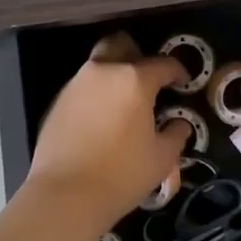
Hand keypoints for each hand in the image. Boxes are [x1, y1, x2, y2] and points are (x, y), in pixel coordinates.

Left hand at [28, 32, 190, 234]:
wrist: (64, 195)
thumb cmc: (121, 174)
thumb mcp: (161, 158)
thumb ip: (175, 134)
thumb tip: (179, 123)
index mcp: (134, 80)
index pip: (162, 64)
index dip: (177, 71)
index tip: (183, 82)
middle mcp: (103, 72)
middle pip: (121, 45)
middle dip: (137, 54)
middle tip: (148, 78)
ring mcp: (76, 84)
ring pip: (99, 64)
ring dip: (114, 73)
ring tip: (124, 101)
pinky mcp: (57, 101)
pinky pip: (83, 86)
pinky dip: (96, 93)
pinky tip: (102, 118)